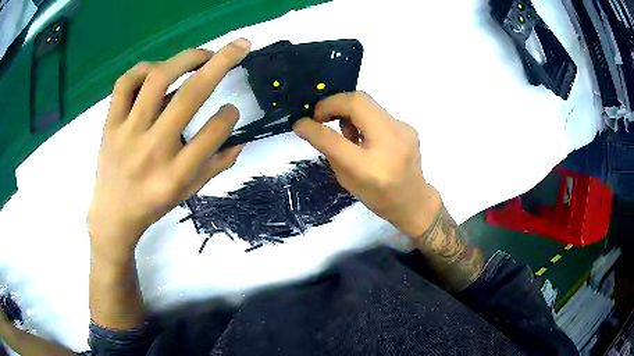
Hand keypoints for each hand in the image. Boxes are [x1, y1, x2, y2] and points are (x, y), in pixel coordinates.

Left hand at [88, 39, 250, 262]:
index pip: (212, 134)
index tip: (231, 109)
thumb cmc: (152, 205)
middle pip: (188, 96)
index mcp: (175, 175)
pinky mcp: (110, 124)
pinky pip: (125, 84)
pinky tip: (157, 69)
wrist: (112, 215)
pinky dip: (144, 68)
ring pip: (156, 80)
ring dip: (185, 59)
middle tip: (238, 46)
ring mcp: (127, 133)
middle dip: (221, 63)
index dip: (229, 115)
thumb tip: (240, 139)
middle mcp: (152, 150)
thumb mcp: (187, 193)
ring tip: (201, 55)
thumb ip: (215, 166)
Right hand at [293, 92, 440, 236]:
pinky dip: (364, 118)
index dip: (313, 127)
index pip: (334, 139)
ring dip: (348, 110)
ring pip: (368, 102)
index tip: (300, 123)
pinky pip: (378, 112)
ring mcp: (403, 131)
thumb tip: (311, 126)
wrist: (414, 201)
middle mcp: (390, 143)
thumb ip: (330, 151)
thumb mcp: (347, 180)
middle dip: (332, 103)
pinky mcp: (408, 126)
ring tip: (346, 130)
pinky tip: (366, 136)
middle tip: (320, 115)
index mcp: (369, 168)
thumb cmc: (378, 197)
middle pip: (358, 101)